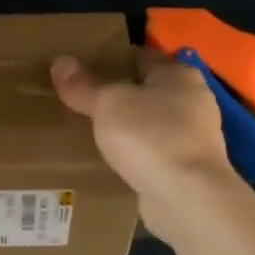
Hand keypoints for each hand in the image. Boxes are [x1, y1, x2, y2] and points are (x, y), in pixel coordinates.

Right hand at [52, 49, 244, 238]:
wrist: (187, 198)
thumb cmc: (150, 135)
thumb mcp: (107, 104)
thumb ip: (83, 85)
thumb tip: (60, 61)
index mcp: (178, 75)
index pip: (140, 56)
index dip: (111, 58)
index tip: (82, 66)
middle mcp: (192, 102)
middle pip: (146, 90)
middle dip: (117, 95)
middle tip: (79, 98)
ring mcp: (194, 139)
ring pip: (149, 123)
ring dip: (126, 127)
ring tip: (89, 129)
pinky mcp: (188, 170)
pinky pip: (152, 153)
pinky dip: (134, 154)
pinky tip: (109, 160)